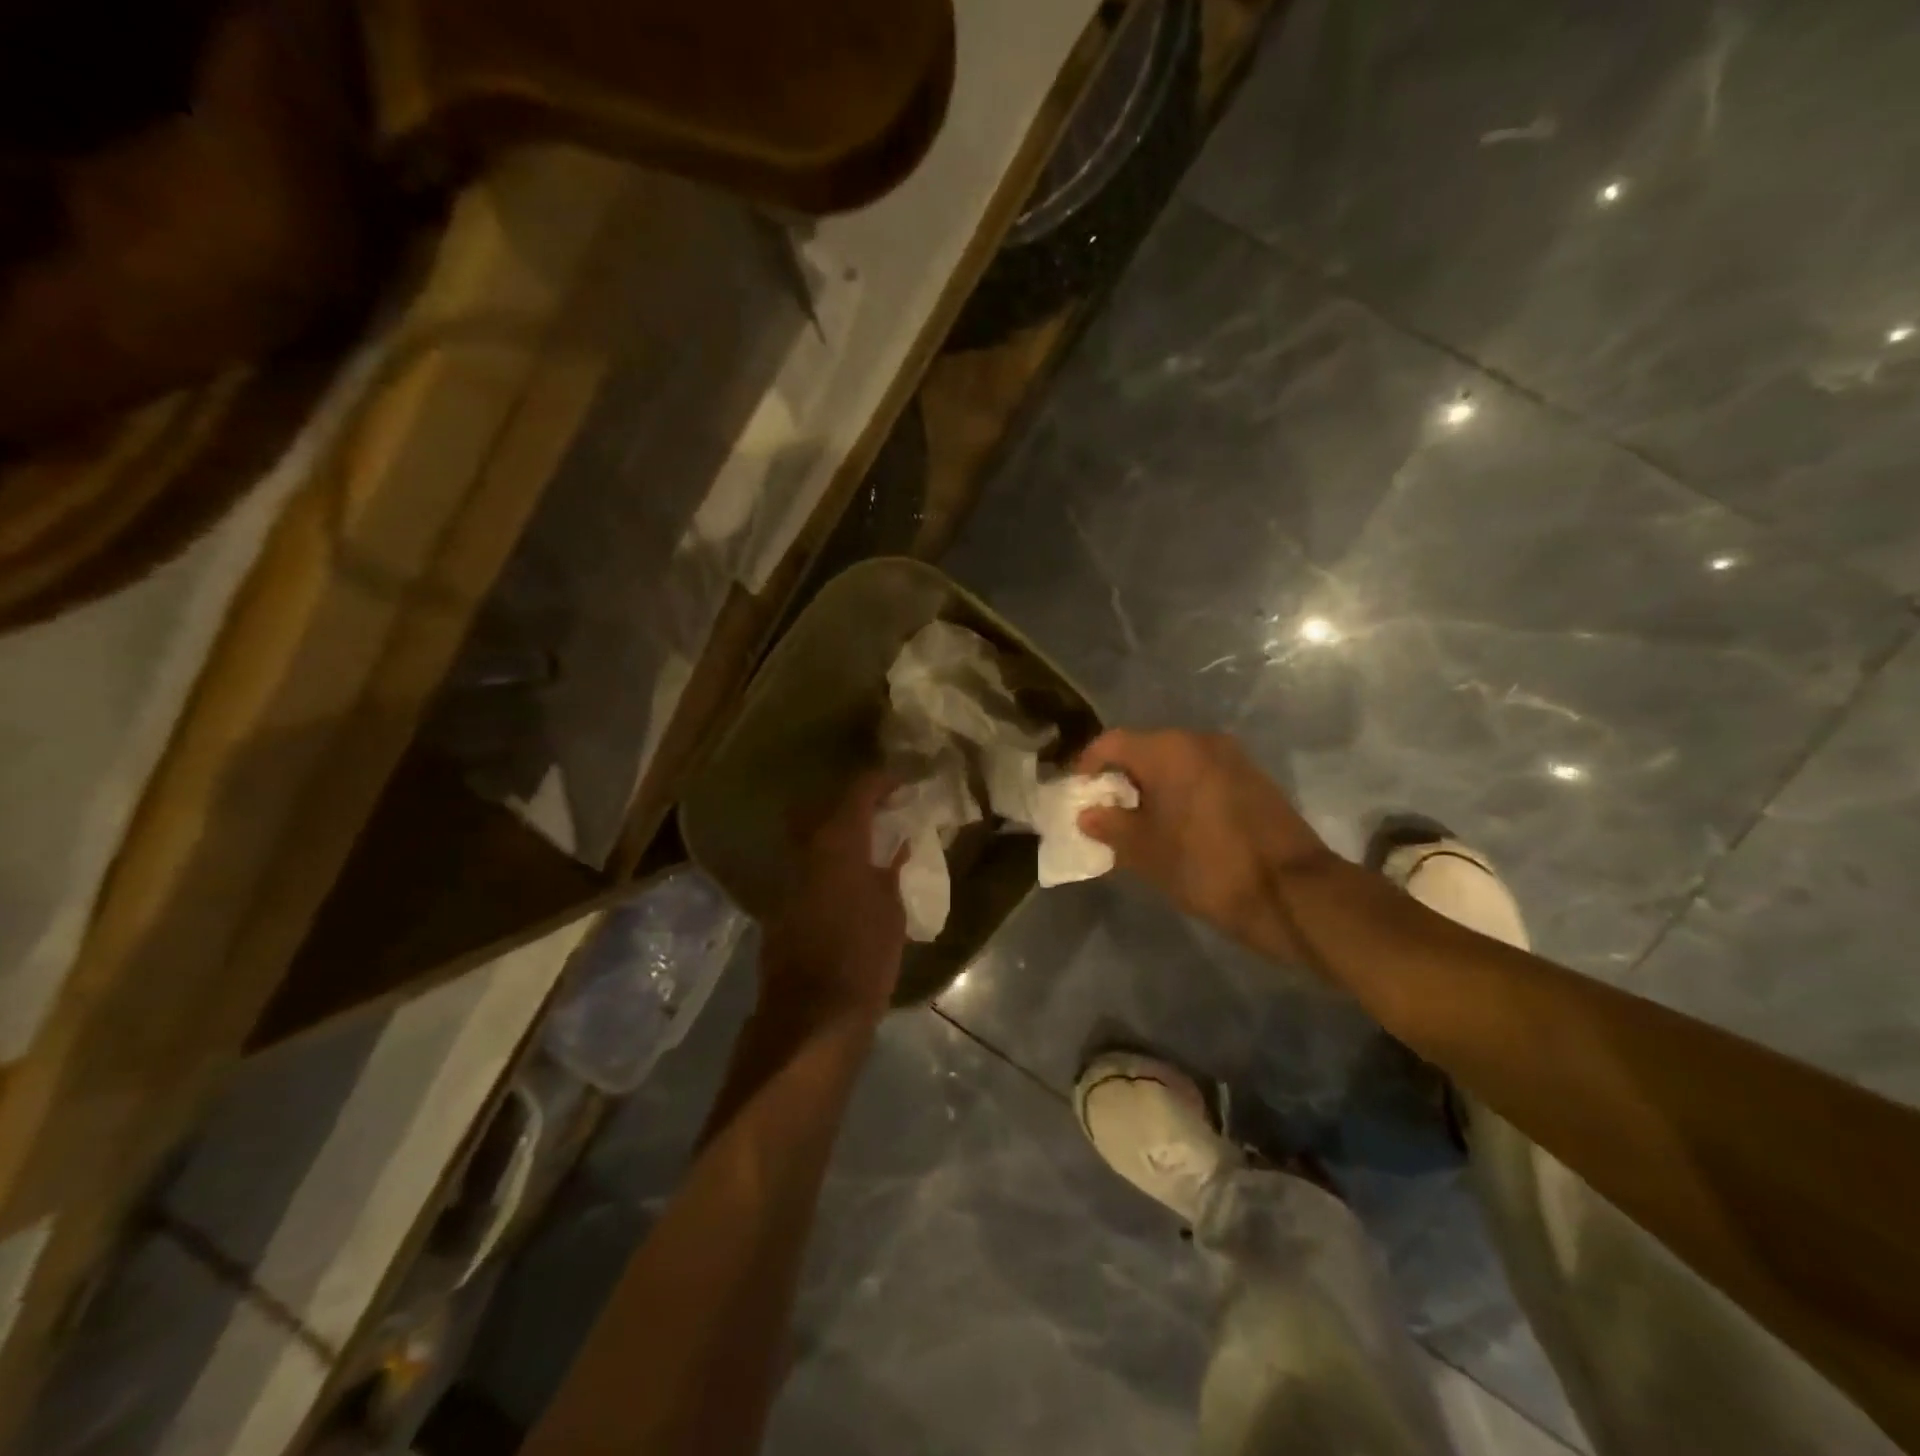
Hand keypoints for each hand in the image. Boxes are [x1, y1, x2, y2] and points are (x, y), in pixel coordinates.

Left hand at [760, 772, 906, 1023]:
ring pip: (814, 833)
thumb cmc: (863, 956)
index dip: (884, 779)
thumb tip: (897, 844)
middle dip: (857, 799)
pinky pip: (809, 862)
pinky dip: (831, 855)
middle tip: (887, 806)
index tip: (907, 781)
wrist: (812, 1013)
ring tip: (874, 837)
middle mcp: (806, 849)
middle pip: (827, 805)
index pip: (859, 789)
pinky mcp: (782, 901)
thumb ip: (891, 869)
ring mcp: (788, 875)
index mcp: (837, 842)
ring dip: (841, 827)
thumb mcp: (891, 909)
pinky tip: (853, 872)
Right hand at [1074, 729, 1334, 959]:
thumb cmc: (1207, 867)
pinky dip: (1181, 792)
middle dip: (1120, 777)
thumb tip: (1088, 813)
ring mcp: (1232, 757)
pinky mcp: (1253, 778)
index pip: (1111, 743)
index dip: (1087, 765)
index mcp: (1169, 750)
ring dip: (1152, 786)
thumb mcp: (1147, 852)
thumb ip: (1111, 826)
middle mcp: (1200, 741)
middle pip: (1145, 748)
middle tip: (1105, 811)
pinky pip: (1202, 774)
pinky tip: (1177, 825)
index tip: (1077, 792)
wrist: (1294, 892)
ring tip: (1139, 822)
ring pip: (1176, 762)